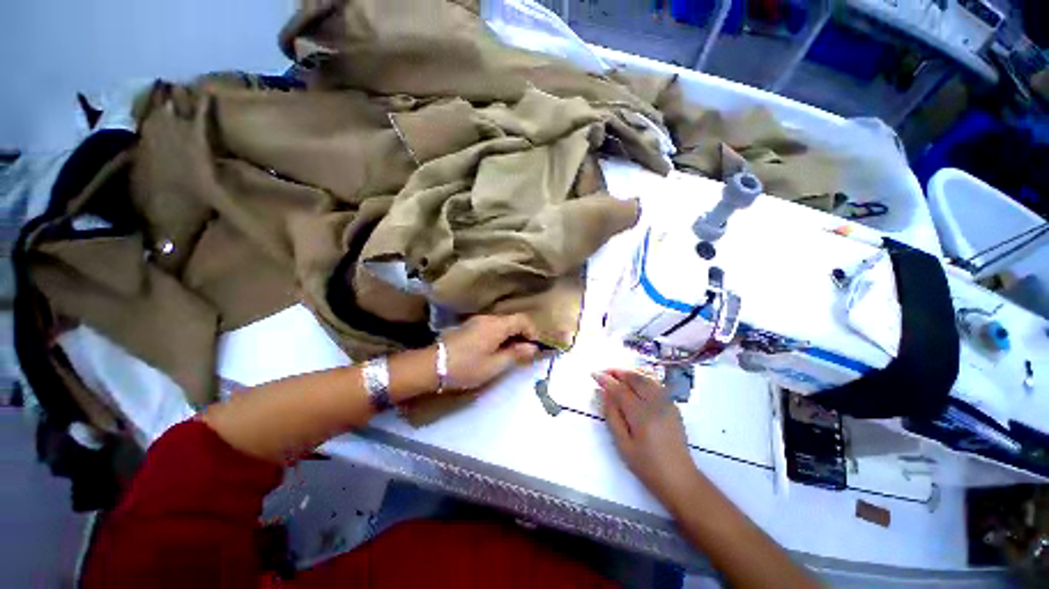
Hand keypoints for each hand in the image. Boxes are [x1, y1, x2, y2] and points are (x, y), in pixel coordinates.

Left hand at [442, 314, 540, 390]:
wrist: (432, 366)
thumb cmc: (466, 367)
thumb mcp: (494, 365)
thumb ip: (516, 354)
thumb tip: (533, 347)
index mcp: (497, 325)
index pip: (523, 320)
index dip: (532, 332)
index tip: (533, 349)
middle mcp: (488, 318)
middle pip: (513, 320)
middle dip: (522, 335)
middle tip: (524, 354)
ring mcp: (477, 321)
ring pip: (502, 324)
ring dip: (511, 336)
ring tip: (510, 354)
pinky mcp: (469, 327)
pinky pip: (491, 327)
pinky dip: (499, 336)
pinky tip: (495, 350)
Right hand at [594, 369, 697, 510]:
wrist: (679, 479)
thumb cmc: (647, 466)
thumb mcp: (623, 445)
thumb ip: (612, 416)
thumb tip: (605, 394)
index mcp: (641, 415)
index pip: (620, 390)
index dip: (605, 380)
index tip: (594, 373)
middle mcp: (655, 404)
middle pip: (635, 379)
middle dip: (618, 372)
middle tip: (604, 371)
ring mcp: (667, 404)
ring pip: (646, 379)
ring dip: (630, 373)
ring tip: (617, 374)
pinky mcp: (673, 406)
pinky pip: (655, 385)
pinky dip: (642, 379)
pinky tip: (635, 382)